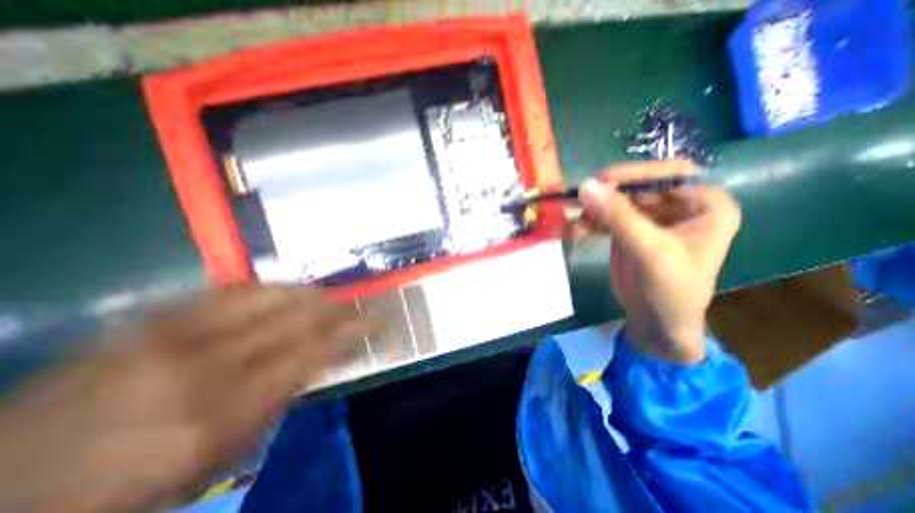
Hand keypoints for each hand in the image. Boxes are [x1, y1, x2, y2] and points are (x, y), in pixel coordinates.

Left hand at [0, 287, 366, 511]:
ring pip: (268, 293)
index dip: (351, 330)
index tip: (376, 320)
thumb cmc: (131, 487)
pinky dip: (269, 288)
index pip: (312, 350)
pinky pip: (231, 289)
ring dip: (308, 292)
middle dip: (336, 307)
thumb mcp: (221, 455)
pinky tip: (286, 291)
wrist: (1, 487)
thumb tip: (322, 360)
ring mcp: (171, 332)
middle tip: (357, 304)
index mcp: (222, 410)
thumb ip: (280, 399)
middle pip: (296, 317)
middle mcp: (203, 363)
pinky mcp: (149, 316)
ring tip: (328, 295)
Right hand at [575, 162, 738, 362]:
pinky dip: (588, 222)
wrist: (656, 321)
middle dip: (608, 194)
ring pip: (617, 202)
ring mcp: (650, 219)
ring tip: (572, 217)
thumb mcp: (648, 250)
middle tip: (579, 198)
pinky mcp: (628, 230)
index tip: (603, 179)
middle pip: (638, 188)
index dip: (637, 173)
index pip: (671, 174)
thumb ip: (618, 216)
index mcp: (704, 205)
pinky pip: (606, 218)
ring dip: (593, 209)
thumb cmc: (669, 289)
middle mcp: (678, 206)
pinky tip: (573, 229)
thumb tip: (585, 186)